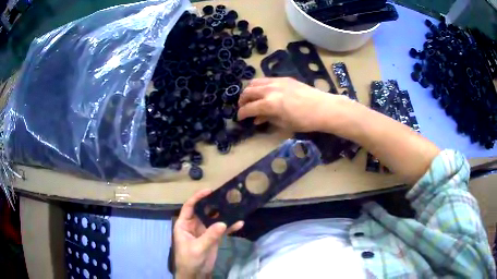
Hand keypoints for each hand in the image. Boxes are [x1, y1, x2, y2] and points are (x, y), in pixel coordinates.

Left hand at [174, 189, 243, 278]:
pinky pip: (222, 230)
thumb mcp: (197, 248)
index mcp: (184, 224)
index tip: (209, 191)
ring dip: (224, 215)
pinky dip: (230, 227)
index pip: (189, 207)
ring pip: (214, 219)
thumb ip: (209, 236)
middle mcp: (194, 225)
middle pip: (204, 211)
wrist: (195, 274)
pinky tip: (240, 224)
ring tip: (236, 207)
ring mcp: (205, 232)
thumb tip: (223, 223)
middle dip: (214, 204)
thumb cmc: (189, 260)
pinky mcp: (214, 238)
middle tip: (226, 197)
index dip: (198, 198)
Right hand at [237, 77, 350, 131]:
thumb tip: (256, 119)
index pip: (248, 108)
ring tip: (251, 98)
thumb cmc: (305, 121)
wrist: (323, 108)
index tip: (240, 118)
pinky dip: (260, 85)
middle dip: (242, 100)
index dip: (241, 114)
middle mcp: (269, 90)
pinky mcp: (284, 78)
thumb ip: (267, 119)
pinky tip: (264, 91)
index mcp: (269, 104)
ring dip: (249, 90)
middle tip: (244, 107)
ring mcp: (277, 81)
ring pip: (255, 82)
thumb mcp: (284, 123)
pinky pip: (266, 79)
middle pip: (248, 92)